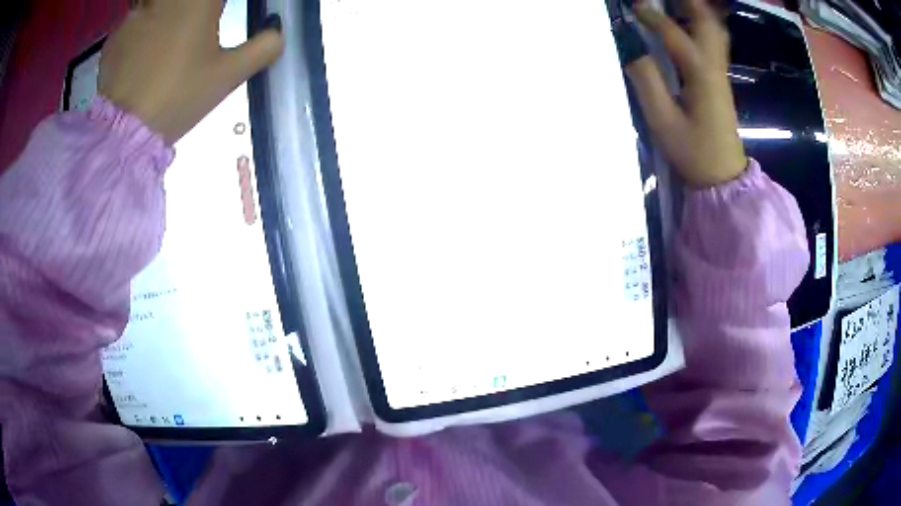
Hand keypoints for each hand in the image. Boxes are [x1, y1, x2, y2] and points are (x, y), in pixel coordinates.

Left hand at [99, 0, 283, 144]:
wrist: (125, 133)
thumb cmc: (179, 97)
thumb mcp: (228, 76)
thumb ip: (262, 48)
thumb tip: (277, 32)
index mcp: (199, 0)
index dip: (216, 7)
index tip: (220, 15)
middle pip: (186, 2)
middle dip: (192, 11)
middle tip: (196, 23)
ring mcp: (138, 12)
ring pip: (158, 2)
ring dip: (167, 11)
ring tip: (170, 33)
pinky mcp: (116, 34)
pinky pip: (134, 16)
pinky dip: (142, 25)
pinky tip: (143, 49)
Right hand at [625, 0, 746, 187]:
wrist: (723, 176)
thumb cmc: (694, 152)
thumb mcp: (663, 121)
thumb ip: (646, 82)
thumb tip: (630, 50)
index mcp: (701, 76)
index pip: (675, 36)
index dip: (653, 17)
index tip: (633, 6)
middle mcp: (714, 68)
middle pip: (707, 22)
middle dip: (688, 4)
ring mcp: (720, 73)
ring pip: (715, 30)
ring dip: (697, 11)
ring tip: (678, 5)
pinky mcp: (720, 80)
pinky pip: (715, 41)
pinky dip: (703, 24)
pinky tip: (689, 23)